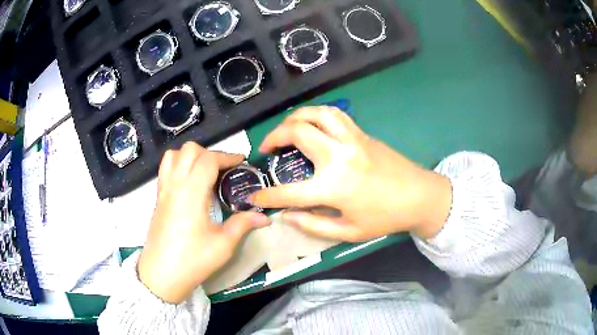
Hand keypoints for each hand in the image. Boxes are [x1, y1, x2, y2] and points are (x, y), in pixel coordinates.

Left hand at [138, 143, 269, 303]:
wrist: (161, 275)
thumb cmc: (193, 260)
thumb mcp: (223, 245)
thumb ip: (243, 224)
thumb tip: (264, 216)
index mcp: (191, 192)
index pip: (208, 159)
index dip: (227, 156)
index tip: (241, 163)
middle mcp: (175, 184)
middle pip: (189, 150)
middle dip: (209, 153)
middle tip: (223, 169)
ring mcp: (163, 190)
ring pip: (173, 155)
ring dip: (191, 156)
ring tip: (204, 172)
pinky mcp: (158, 198)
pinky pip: (165, 169)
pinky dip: (179, 165)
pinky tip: (189, 184)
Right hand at [250, 106, 451, 241]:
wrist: (420, 196)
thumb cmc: (385, 218)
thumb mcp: (348, 232)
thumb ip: (313, 224)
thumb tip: (285, 216)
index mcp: (334, 187)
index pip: (288, 192)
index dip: (266, 196)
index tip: (253, 196)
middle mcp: (339, 156)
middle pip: (298, 132)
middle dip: (273, 137)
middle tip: (266, 148)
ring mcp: (352, 140)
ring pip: (317, 113)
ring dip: (294, 117)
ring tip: (286, 129)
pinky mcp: (362, 133)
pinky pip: (335, 114)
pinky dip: (316, 114)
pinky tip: (312, 124)